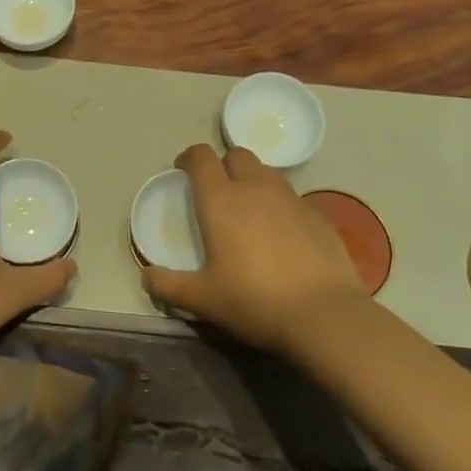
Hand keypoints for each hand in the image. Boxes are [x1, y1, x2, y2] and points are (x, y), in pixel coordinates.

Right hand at [141, 144, 365, 354]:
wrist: (324, 315)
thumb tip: (145, 277)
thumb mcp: (202, 299)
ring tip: (249, 210)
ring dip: (253, 181)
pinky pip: (292, 197)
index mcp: (221, 200)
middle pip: (237, 155)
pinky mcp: (318, 215)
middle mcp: (255, 189)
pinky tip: (282, 235)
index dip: (189, 158)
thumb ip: (168, 286)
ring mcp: (291, 199)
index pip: (201, 157)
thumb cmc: (254, 300)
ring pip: (267, 172)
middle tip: (217, 191)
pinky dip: (280, 205)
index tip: (183, 170)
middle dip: (223, 164)